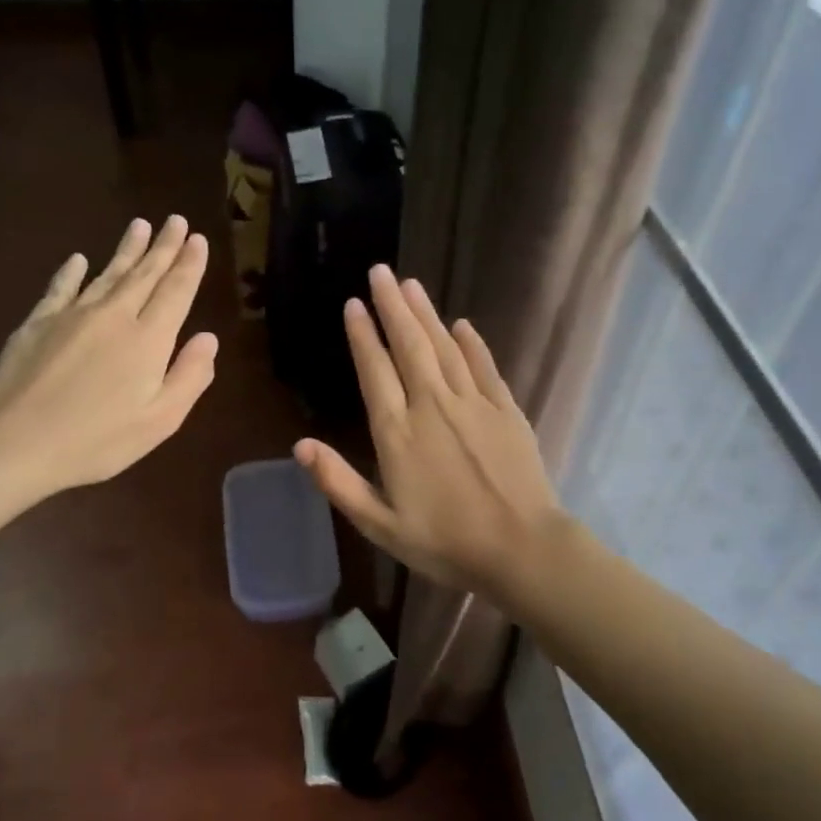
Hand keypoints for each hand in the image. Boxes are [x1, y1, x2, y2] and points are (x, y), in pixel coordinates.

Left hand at [0, 216, 217, 502]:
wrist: (16, 442)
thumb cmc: (98, 440)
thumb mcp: (160, 420)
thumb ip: (189, 377)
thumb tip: (208, 338)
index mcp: (148, 340)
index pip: (175, 292)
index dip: (189, 265)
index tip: (198, 240)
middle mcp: (114, 316)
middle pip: (144, 274)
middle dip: (163, 246)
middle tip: (176, 220)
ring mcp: (72, 315)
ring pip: (107, 273)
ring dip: (127, 249)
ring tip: (141, 225)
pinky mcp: (37, 323)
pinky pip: (61, 287)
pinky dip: (72, 272)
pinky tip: (79, 259)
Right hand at [294, 266, 566, 601]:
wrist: (520, 548)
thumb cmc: (445, 542)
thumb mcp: (380, 525)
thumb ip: (339, 483)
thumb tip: (301, 445)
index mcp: (398, 433)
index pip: (375, 371)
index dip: (363, 336)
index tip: (353, 305)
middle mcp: (432, 406)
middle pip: (409, 345)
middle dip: (392, 306)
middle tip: (380, 272)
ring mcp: (473, 404)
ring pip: (445, 347)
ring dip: (426, 314)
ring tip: (411, 284)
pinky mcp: (506, 410)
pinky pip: (484, 366)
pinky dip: (472, 343)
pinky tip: (462, 324)